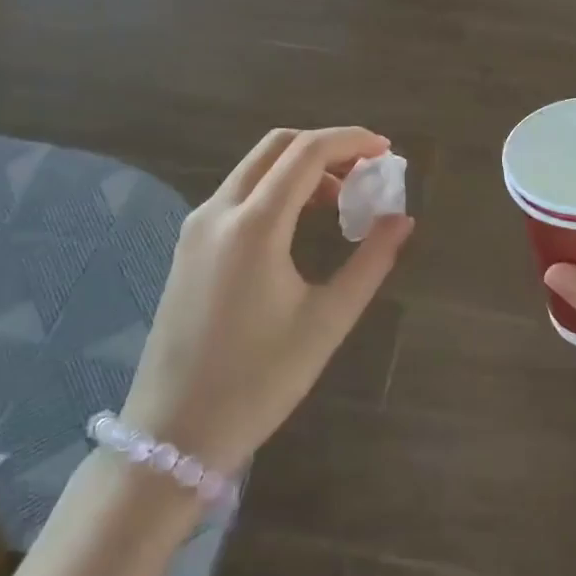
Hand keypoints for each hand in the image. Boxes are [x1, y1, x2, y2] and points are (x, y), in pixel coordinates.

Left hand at [122, 128, 413, 476]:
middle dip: (326, 147)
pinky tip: (301, 222)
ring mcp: (197, 227)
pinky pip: (238, 194)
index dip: (351, 141)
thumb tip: (402, 219)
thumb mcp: (326, 322)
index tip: (386, 149)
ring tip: (342, 199)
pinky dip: (276, 188)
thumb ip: (370, 262)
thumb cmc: (258, 381)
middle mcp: (218, 212)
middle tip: (366, 170)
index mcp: (253, 225)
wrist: (173, 434)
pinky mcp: (189, 247)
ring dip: (301, 168)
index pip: (307, 153)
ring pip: (255, 167)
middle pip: (277, 147)